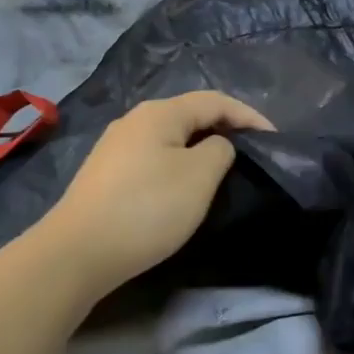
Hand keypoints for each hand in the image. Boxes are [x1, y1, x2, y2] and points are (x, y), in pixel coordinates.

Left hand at [32, 91, 272, 298]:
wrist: (78, 252)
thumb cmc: (147, 208)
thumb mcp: (199, 176)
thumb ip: (220, 150)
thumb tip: (216, 146)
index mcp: (160, 113)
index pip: (215, 101)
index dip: (249, 115)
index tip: (275, 139)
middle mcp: (135, 120)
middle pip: (190, 115)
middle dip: (224, 129)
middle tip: (251, 153)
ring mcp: (115, 146)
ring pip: (170, 138)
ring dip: (199, 148)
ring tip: (222, 170)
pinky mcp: (105, 174)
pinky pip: (153, 157)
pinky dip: (177, 165)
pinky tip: (182, 187)